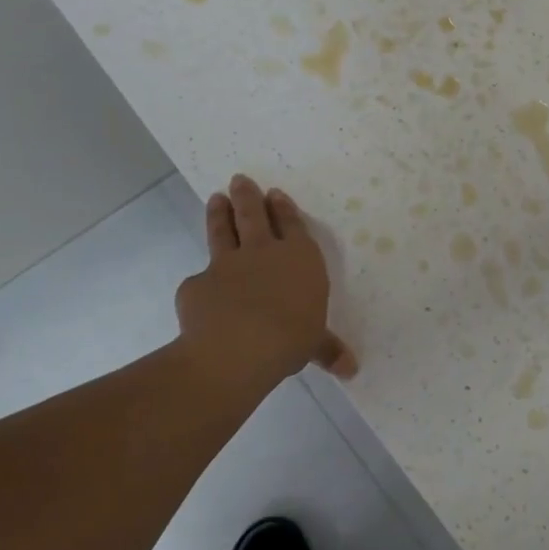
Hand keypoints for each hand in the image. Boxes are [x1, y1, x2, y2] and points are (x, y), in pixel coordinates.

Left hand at [176, 175, 357, 382]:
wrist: (239, 347)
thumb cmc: (291, 337)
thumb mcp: (315, 344)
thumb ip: (328, 349)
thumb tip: (351, 370)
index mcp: (300, 259)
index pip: (292, 225)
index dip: (284, 209)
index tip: (274, 193)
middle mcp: (264, 252)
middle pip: (253, 216)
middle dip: (248, 197)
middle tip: (239, 179)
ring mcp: (227, 265)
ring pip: (223, 232)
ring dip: (219, 214)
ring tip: (215, 198)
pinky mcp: (197, 284)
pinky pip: (200, 279)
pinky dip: (201, 282)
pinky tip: (199, 290)